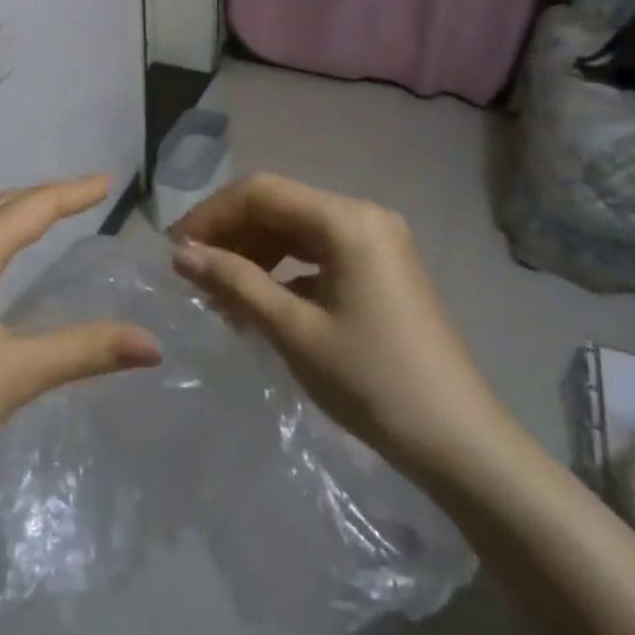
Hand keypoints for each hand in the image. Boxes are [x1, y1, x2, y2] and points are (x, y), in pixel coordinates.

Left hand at [0, 176, 162, 496]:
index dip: (74, 192)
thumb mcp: (19, 372)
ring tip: (45, 218)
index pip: (34, 207)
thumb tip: (154, 345)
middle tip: (83, 195)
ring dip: (14, 214)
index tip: (107, 180)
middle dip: (44, 196)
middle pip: (2, 205)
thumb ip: (87, 350)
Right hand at [171, 173, 511, 484]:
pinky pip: (318, 253)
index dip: (211, 215)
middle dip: (230, 235)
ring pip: (296, 230)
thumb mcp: (293, 330)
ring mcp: (377, 242)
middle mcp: (364, 216)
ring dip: (253, 253)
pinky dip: (283, 270)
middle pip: (279, 206)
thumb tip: (181, 254)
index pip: (261, 192)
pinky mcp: (380, 269)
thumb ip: (234, 282)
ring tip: (220, 294)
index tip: (176, 252)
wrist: (458, 442)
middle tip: (193, 275)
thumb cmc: (371, 382)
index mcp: (347, 220)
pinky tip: (259, 302)